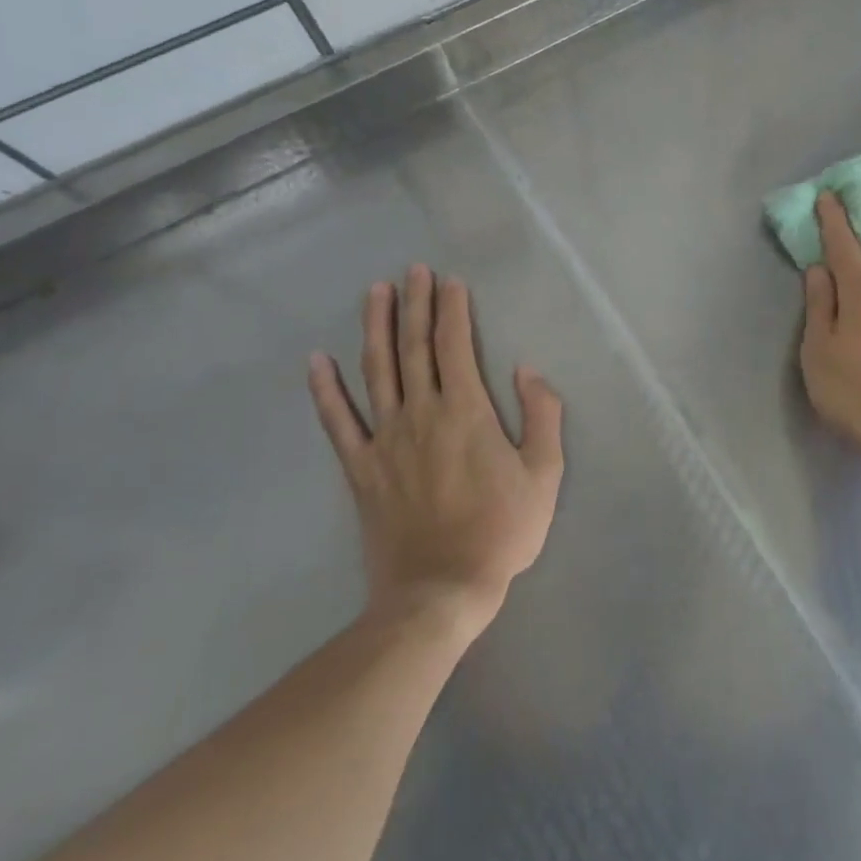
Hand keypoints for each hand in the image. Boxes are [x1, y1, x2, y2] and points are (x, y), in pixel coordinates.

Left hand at [308, 266, 563, 635]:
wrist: (440, 590)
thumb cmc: (502, 530)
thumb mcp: (545, 474)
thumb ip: (542, 416)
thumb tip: (527, 371)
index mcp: (466, 412)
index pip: (455, 346)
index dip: (453, 310)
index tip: (451, 281)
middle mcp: (421, 414)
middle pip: (414, 348)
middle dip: (416, 305)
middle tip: (414, 270)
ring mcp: (384, 440)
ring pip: (376, 371)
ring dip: (376, 328)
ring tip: (375, 293)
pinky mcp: (361, 469)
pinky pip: (338, 422)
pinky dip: (325, 390)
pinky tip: (316, 361)